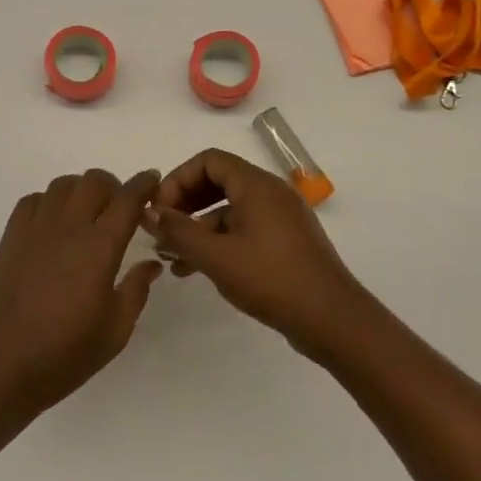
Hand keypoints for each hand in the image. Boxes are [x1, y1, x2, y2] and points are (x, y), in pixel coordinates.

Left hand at [0, 169, 162, 431]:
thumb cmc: (64, 354)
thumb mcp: (115, 331)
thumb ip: (136, 290)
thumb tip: (150, 263)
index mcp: (99, 247)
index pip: (127, 199)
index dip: (144, 184)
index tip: (152, 181)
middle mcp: (68, 227)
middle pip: (94, 181)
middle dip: (113, 186)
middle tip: (119, 209)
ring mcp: (35, 229)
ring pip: (63, 185)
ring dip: (81, 191)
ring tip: (86, 215)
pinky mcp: (10, 238)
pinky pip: (33, 200)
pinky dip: (49, 202)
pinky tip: (53, 225)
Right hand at [143, 148, 369, 360]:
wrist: (332, 319)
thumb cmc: (272, 279)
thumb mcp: (217, 257)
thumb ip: (179, 231)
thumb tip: (149, 212)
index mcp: (256, 185)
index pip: (208, 160)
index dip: (178, 180)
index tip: (159, 210)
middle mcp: (270, 192)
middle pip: (218, 181)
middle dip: (185, 203)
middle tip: (162, 231)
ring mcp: (281, 217)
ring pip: (230, 209)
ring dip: (199, 228)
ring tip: (173, 259)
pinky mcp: (286, 241)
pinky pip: (245, 229)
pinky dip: (220, 241)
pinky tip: (199, 270)